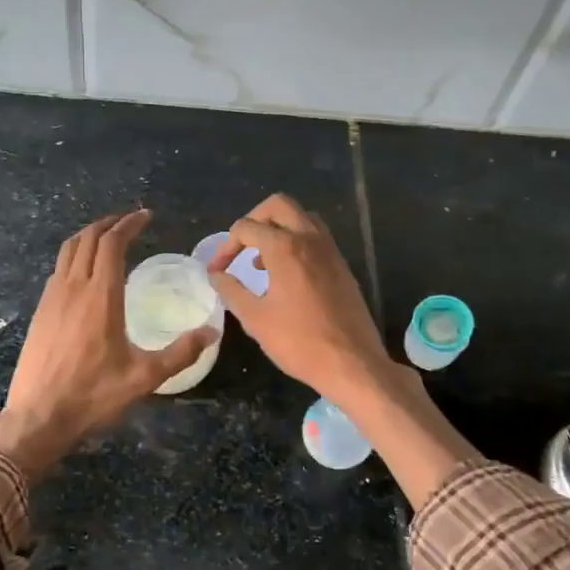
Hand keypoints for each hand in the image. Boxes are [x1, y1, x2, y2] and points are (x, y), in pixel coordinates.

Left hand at [0, 210, 216, 475]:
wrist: (38, 417)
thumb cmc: (93, 396)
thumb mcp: (144, 378)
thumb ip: (180, 352)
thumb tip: (211, 332)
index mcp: (100, 296)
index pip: (112, 244)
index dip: (129, 224)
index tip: (145, 217)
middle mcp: (73, 287)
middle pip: (88, 238)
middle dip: (109, 223)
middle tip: (129, 221)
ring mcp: (51, 298)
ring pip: (68, 250)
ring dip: (89, 235)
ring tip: (107, 237)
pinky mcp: (40, 311)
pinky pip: (58, 268)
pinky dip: (74, 255)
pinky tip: (84, 272)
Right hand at [206, 195, 390, 401]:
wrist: (352, 364)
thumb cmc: (299, 342)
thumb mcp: (255, 319)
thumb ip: (231, 290)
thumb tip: (216, 275)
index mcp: (285, 248)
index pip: (246, 228)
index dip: (226, 247)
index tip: (217, 271)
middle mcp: (310, 239)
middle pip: (279, 205)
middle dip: (254, 219)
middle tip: (241, 246)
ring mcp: (331, 251)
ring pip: (302, 218)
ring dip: (278, 228)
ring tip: (262, 261)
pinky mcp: (342, 266)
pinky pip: (316, 237)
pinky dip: (297, 242)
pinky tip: (287, 275)